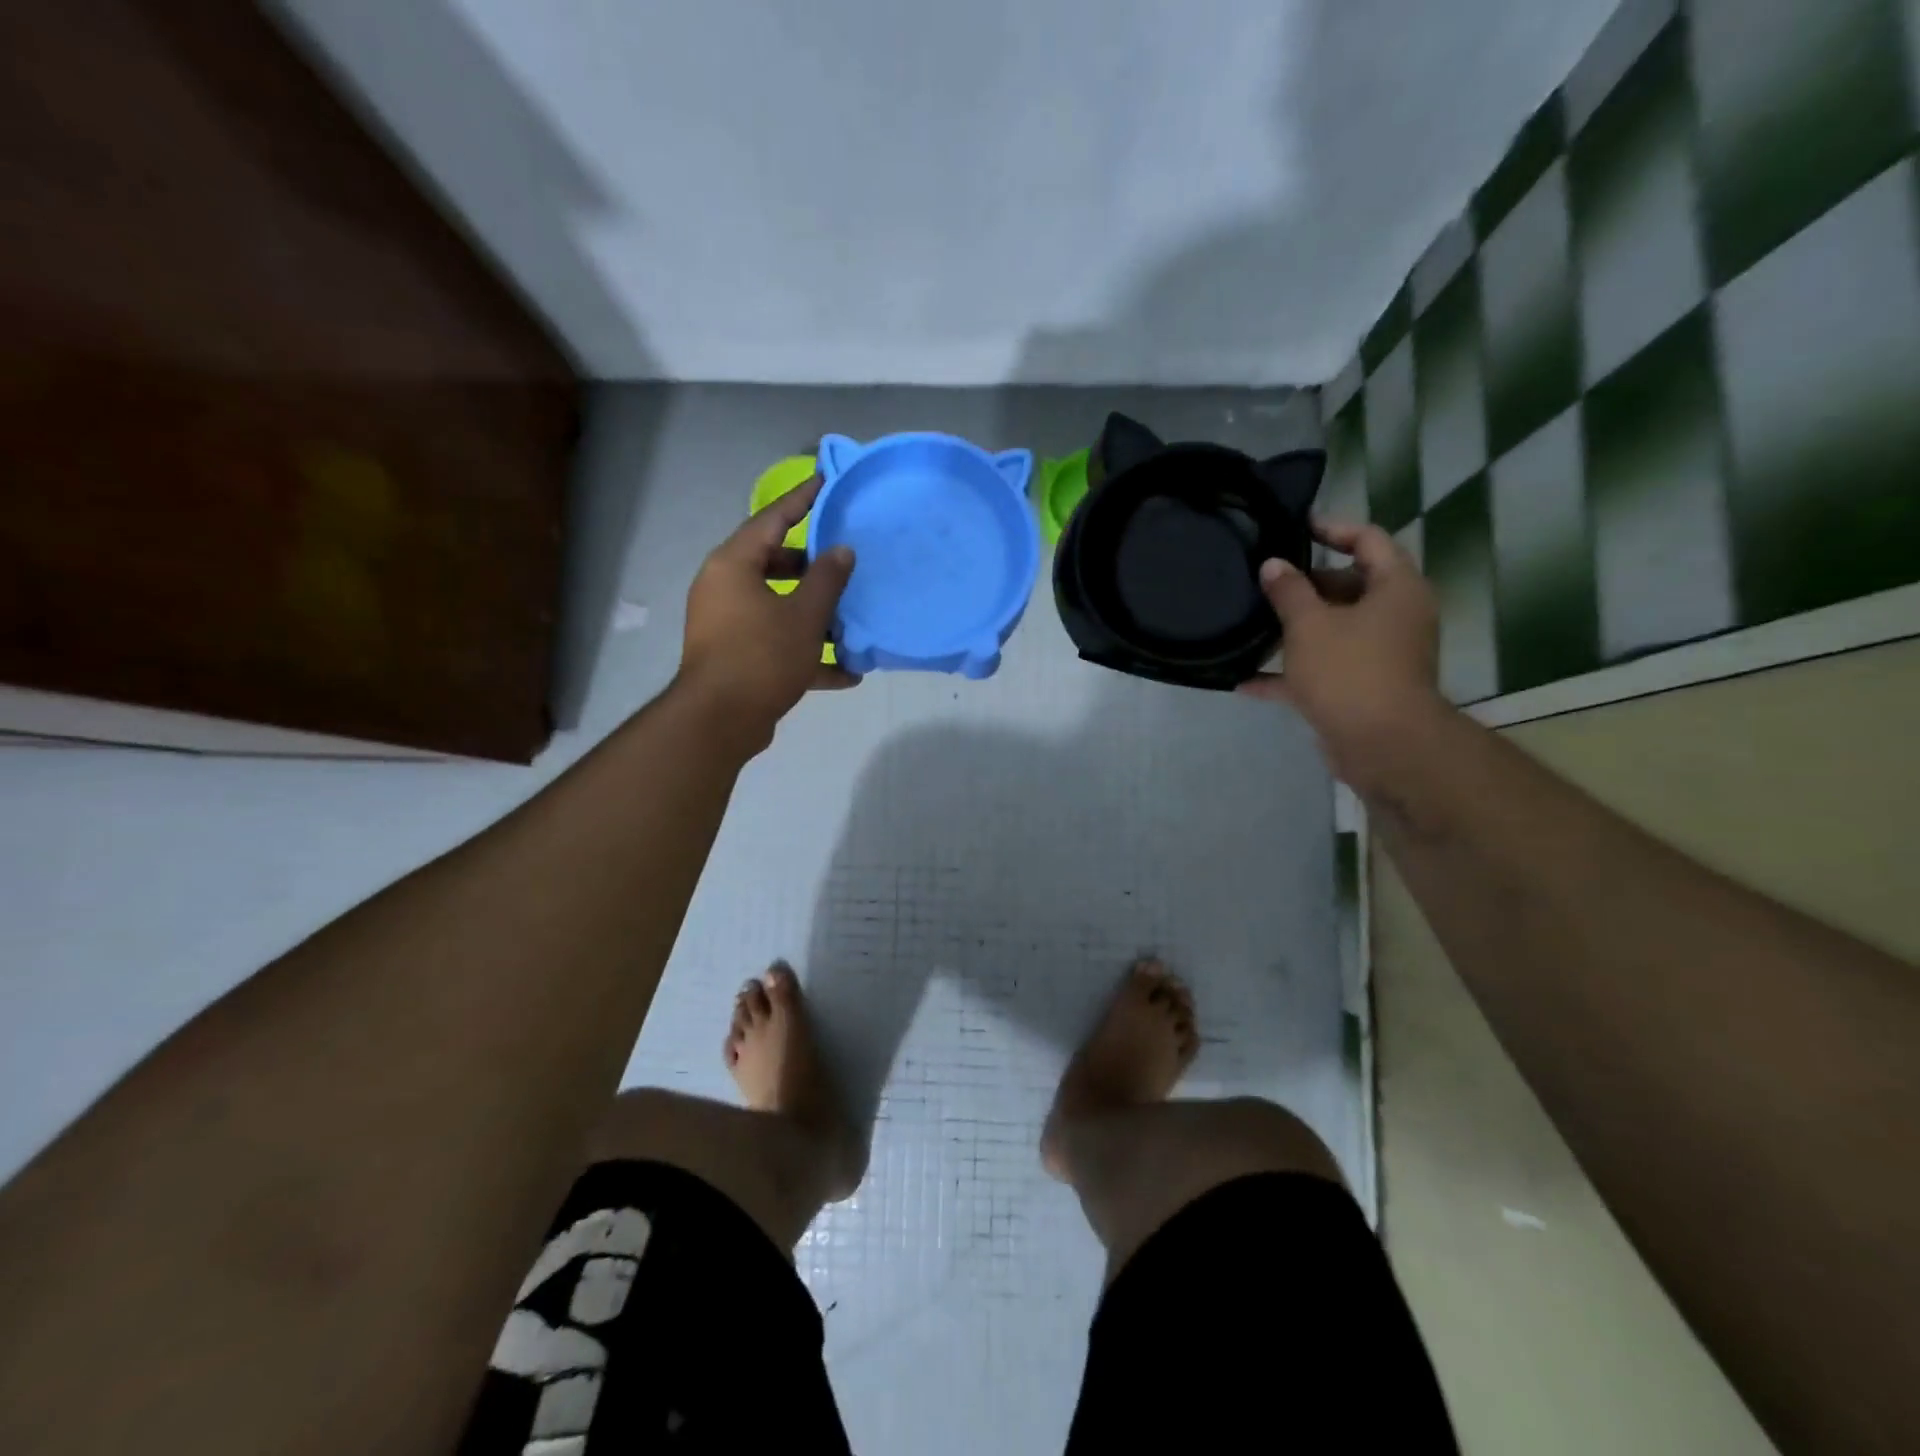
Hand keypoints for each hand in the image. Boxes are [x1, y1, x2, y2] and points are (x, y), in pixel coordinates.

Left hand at [677, 475, 857, 749]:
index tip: (826, 481)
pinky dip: (807, 653)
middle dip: (814, 567)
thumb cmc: (762, 655)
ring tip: (852, 618)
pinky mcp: (736, 657)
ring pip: (778, 607)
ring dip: (815, 615)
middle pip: (775, 564)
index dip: (803, 500)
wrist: (720, 721)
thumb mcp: (805, 615)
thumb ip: (827, 579)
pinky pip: (776, 644)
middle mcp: (725, 588)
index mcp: (734, 565)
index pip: (772, 519)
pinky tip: (846, 673)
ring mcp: (728, 624)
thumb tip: (841, 550)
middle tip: (847, 560)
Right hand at [1238, 518, 1444, 790]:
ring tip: (1252, 622)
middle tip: (1264, 579)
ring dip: (1295, 628)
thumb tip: (1273, 565)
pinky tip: (1245, 680)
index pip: (1368, 540)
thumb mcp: (1309, 624)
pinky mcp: (1361, 687)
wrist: (1382, 745)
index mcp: (1395, 588)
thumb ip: (1288, 590)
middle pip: (1349, 585)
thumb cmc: (1350, 671)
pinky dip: (1290, 672)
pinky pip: (1322, 669)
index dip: (1332, 528)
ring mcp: (1379, 654)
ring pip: (1334, 629)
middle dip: (1306, 583)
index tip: (1295, 525)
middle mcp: (1395, 616)